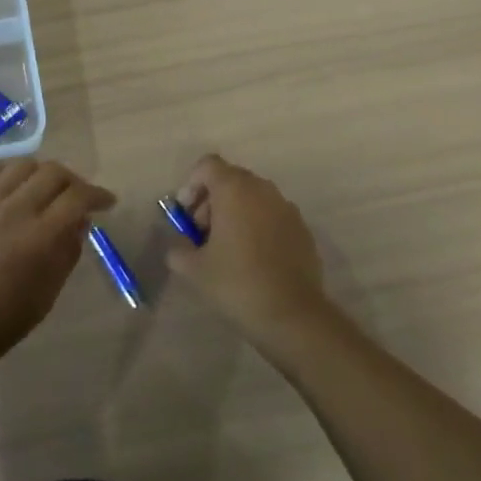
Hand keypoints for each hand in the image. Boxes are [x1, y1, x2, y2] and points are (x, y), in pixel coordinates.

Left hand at [0, 160, 114, 381]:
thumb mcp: (45, 296)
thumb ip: (67, 254)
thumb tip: (80, 222)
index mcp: (39, 239)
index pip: (77, 198)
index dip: (97, 195)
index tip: (107, 202)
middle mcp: (14, 211)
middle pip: (53, 173)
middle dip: (73, 180)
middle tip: (77, 196)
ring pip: (22, 165)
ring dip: (41, 172)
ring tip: (45, 188)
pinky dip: (9, 173)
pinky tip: (13, 185)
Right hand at [166, 154, 331, 345]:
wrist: (293, 315)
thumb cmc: (237, 283)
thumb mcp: (194, 270)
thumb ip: (178, 249)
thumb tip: (179, 245)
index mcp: (234, 189)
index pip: (207, 165)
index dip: (191, 185)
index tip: (186, 214)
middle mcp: (262, 189)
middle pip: (230, 179)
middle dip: (211, 201)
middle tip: (202, 235)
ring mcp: (286, 207)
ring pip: (252, 197)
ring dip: (235, 213)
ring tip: (227, 249)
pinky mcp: (302, 228)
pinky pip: (272, 215)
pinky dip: (258, 226)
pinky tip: (254, 259)